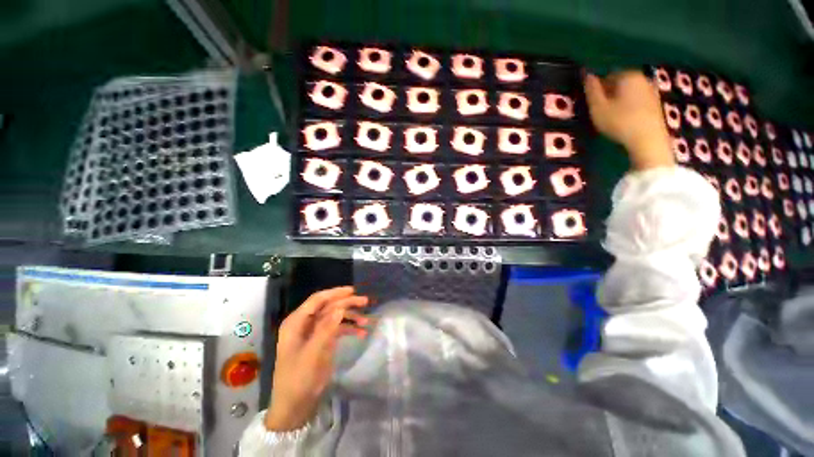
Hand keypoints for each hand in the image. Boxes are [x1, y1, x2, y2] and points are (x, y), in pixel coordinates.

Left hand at [265, 286, 369, 430]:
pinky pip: (337, 329)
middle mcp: (304, 324)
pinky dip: (349, 329)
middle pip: (328, 307)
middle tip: (365, 302)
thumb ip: (326, 329)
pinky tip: (362, 333)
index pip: (317, 300)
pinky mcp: (321, 341)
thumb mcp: (312, 354)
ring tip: (367, 322)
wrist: (294, 407)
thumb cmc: (298, 379)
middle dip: (347, 304)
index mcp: (296, 323)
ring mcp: (313, 333)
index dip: (335, 293)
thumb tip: (341, 307)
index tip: (353, 291)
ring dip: (351, 317)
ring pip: (335, 317)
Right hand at [584, 71, 674, 169]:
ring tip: (612, 117)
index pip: (607, 76)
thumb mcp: (598, 107)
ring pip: (629, 93)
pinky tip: (625, 120)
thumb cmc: (619, 122)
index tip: (593, 104)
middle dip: (610, 94)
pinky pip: (637, 101)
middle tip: (601, 111)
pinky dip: (630, 108)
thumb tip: (587, 75)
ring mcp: (652, 90)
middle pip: (620, 84)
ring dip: (619, 101)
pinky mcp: (656, 104)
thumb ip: (591, 90)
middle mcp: (642, 78)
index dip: (597, 90)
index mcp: (627, 75)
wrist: (648, 139)